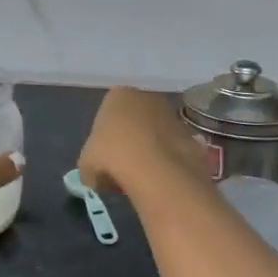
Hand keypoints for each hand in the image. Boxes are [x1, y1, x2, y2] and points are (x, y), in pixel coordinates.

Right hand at [77, 87, 209, 196]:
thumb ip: (91, 164)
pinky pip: (174, 150)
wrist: (156, 172)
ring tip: (141, 178)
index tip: (102, 157)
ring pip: (157, 134)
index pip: (107, 112)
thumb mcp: (86, 165)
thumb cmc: (112, 158)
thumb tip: (97, 176)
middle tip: (121, 167)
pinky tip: (160, 181)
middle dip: (130, 140)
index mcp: (118, 95)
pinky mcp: (192, 137)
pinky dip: (168, 163)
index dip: (104, 137)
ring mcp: (173, 116)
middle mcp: (148, 98)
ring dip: (150, 151)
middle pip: (135, 119)